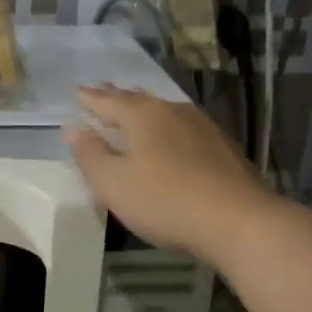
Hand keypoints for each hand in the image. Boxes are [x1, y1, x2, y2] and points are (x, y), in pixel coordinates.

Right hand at [63, 84, 271, 265]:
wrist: (239, 222)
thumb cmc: (165, 201)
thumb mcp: (113, 184)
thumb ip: (90, 155)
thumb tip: (73, 128)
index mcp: (144, 116)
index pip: (109, 101)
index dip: (91, 99)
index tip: (78, 91)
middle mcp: (174, 112)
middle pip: (139, 99)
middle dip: (118, 96)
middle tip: (102, 89)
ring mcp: (203, 128)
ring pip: (164, 111)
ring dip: (145, 109)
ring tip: (134, 107)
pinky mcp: (222, 148)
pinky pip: (183, 128)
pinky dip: (167, 127)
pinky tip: (171, 136)